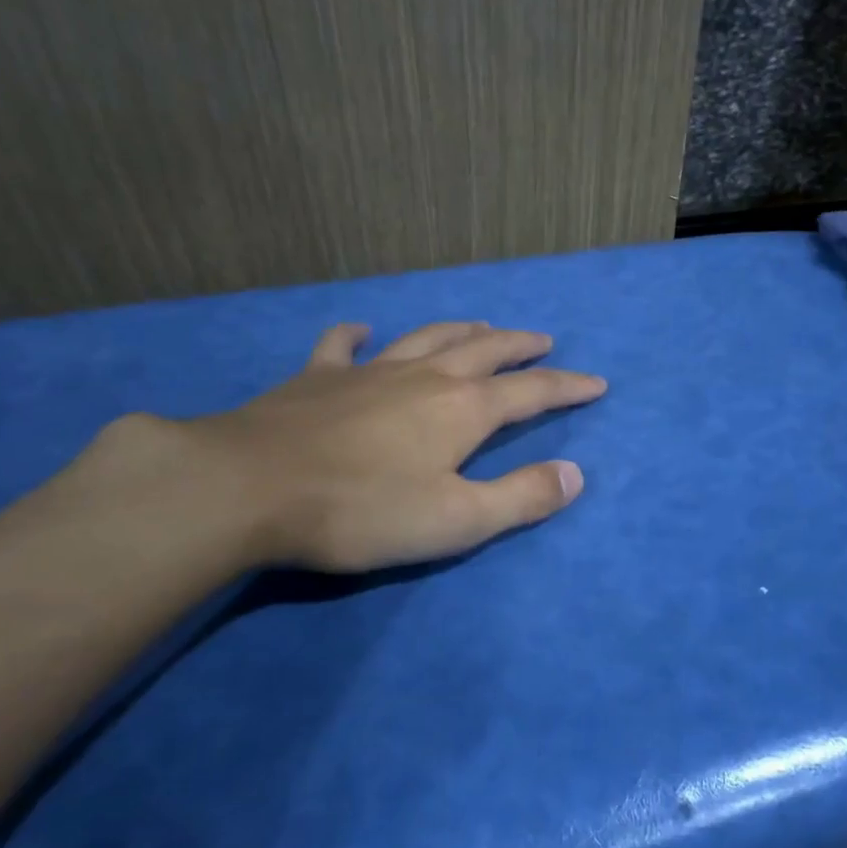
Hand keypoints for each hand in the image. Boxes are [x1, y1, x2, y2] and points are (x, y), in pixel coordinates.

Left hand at [165, 321, 606, 572]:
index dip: (569, 387)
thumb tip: (575, 474)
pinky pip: (343, 346)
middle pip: (485, 351)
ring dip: (461, 331)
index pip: (533, 392)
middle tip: (544, 341)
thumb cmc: (363, 510)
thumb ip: (521, 497)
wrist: (249, 487)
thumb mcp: (457, 520)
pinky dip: (357, 335)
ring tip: (482, 327)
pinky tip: (362, 330)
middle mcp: (426, 377)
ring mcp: (370, 371)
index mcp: (464, 409)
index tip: (597, 383)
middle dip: (520, 347)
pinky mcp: (318, 378)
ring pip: (428, 338)